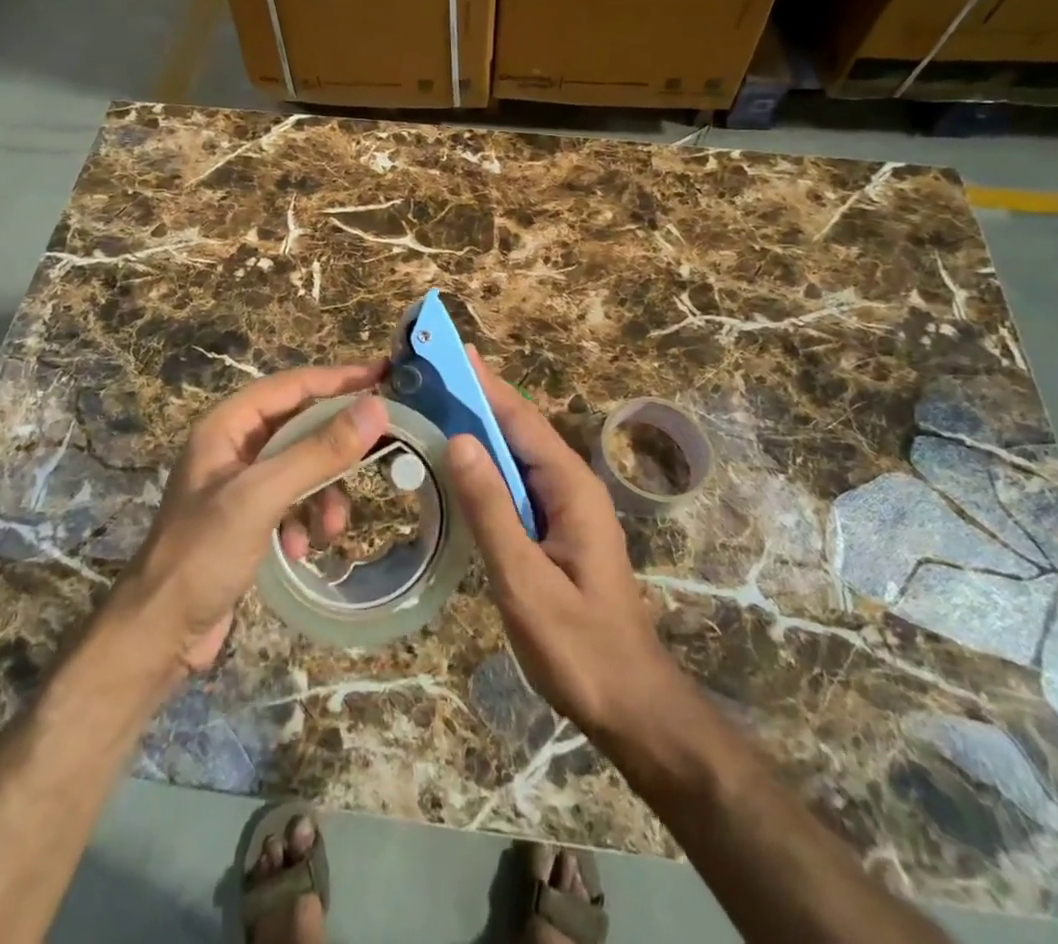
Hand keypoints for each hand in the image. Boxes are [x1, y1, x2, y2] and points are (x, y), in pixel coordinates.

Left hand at [115, 360, 386, 672]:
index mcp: (227, 426)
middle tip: (381, 446)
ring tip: (331, 528)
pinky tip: (299, 550)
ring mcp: (241, 484)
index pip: (292, 385)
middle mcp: (234, 447)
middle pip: (301, 426)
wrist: (158, 634)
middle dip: (335, 448)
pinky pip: (293, 503)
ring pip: (302, 468)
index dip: (338, 377)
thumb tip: (375, 408)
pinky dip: (305, 522)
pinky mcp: (248, 520)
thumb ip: (318, 451)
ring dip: (324, 495)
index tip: (383, 373)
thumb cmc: (203, 553)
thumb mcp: (262, 496)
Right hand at [444, 348, 679, 738]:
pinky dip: (485, 464)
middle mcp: (570, 485)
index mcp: (570, 486)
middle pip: (517, 428)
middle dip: (475, 397)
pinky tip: (457, 464)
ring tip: (431, 405)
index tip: (447, 351)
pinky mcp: (555, 529)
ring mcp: (565, 507)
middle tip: (426, 373)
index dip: (482, 383)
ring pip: (515, 454)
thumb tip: (458, 439)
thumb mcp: (525, 580)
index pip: (519, 418)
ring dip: (478, 427)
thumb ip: (491, 510)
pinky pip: (516, 483)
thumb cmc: (579, 647)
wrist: (631, 705)